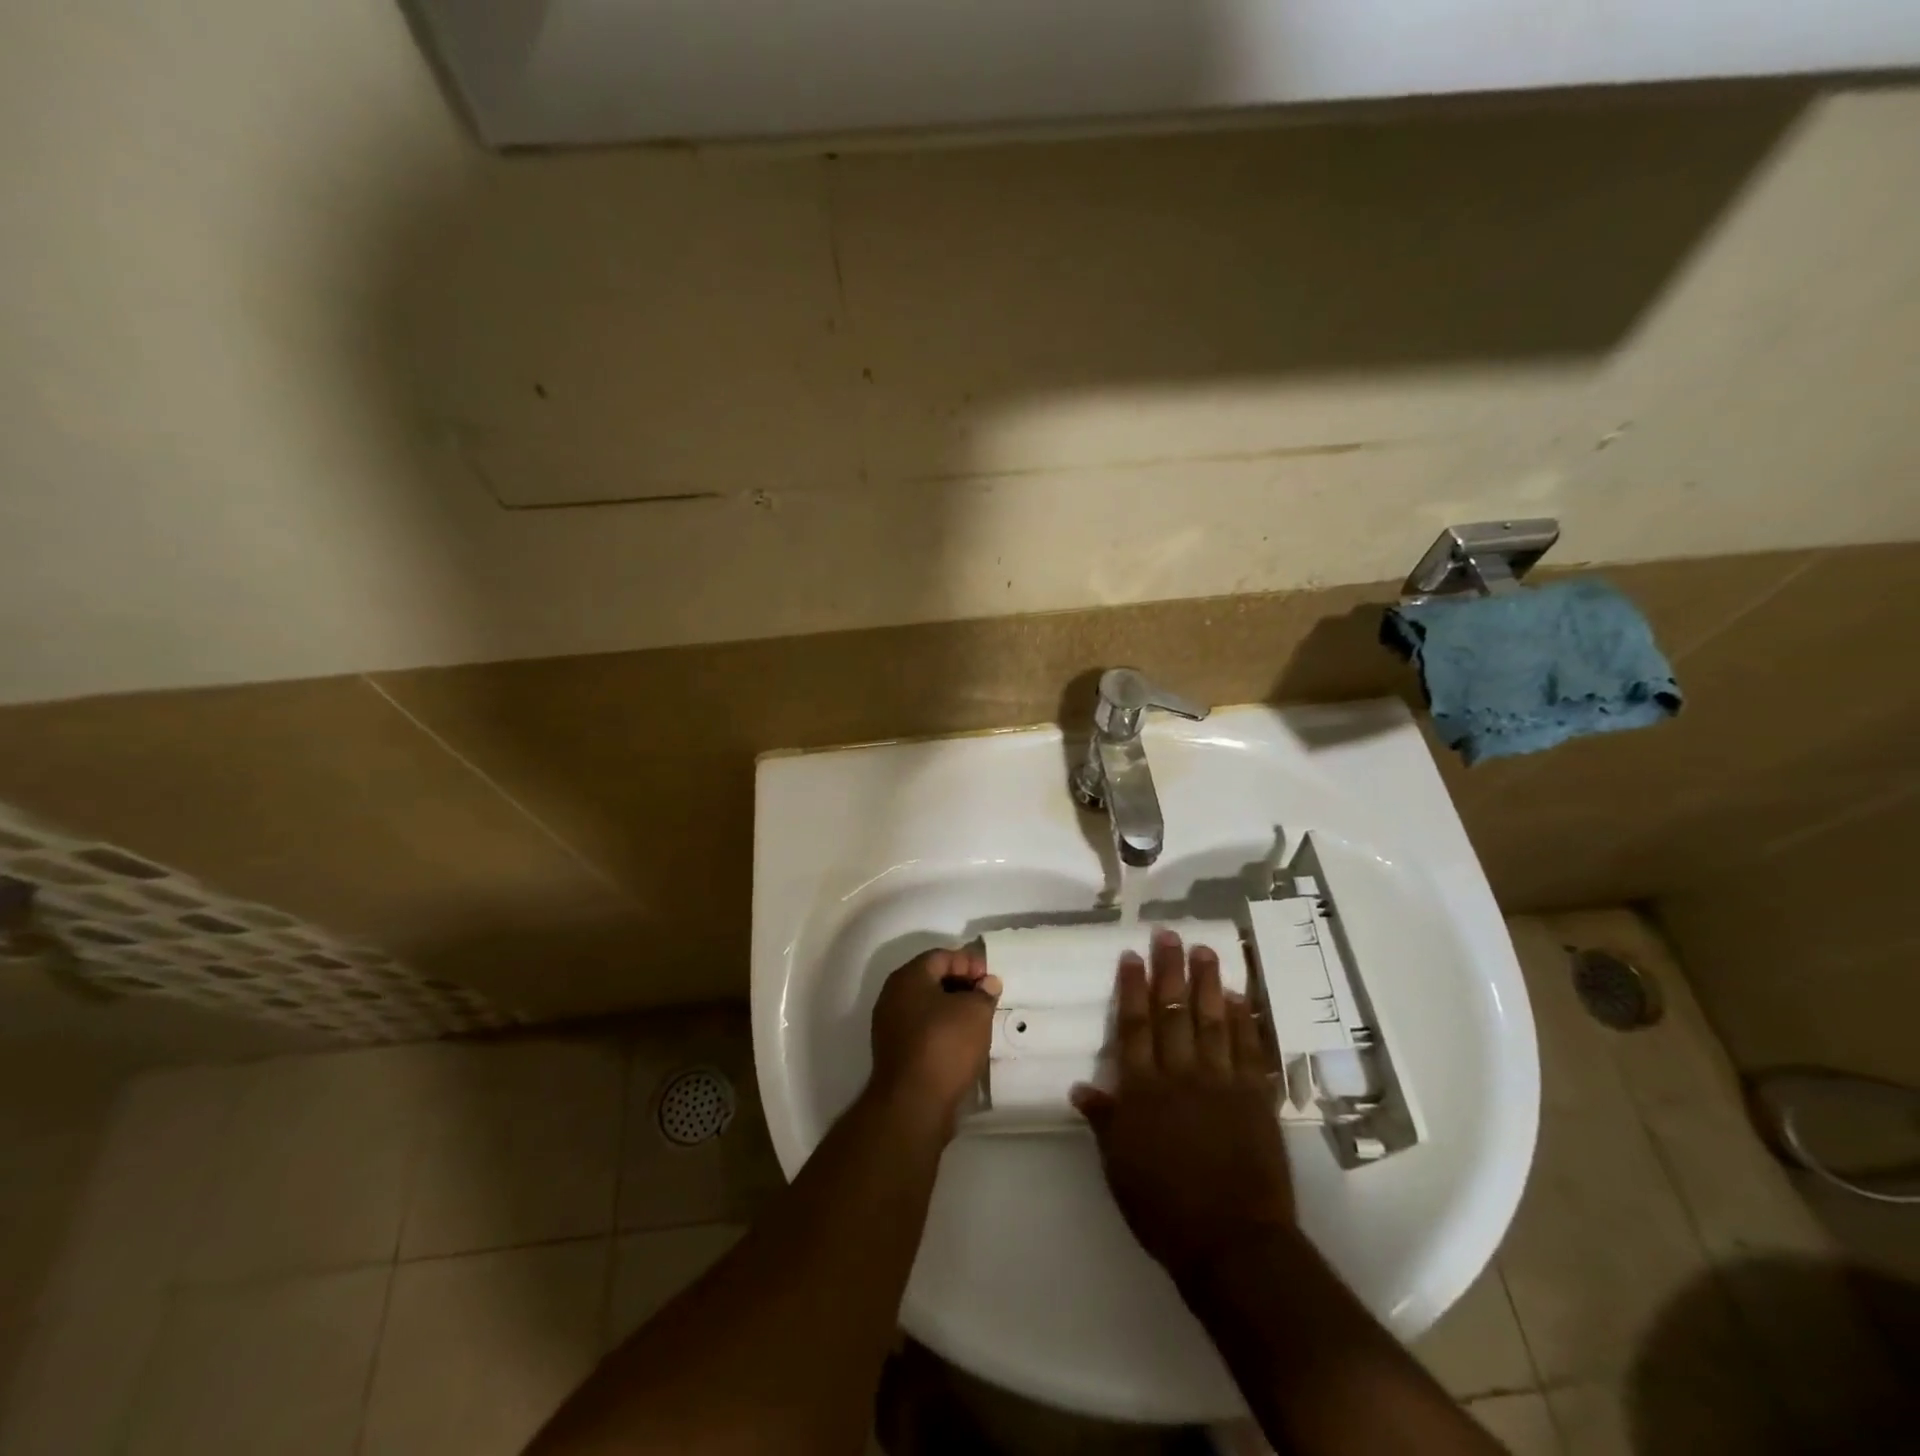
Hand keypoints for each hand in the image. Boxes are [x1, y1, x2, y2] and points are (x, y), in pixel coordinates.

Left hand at [869, 947, 1001, 1129]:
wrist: (913, 1104)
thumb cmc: (944, 1046)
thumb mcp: (975, 1012)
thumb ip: (984, 992)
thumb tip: (987, 983)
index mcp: (908, 978)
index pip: (941, 956)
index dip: (969, 962)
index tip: (992, 979)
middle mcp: (893, 996)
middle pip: (932, 979)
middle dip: (962, 984)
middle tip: (988, 997)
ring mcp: (890, 1026)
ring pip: (927, 1006)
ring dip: (953, 1009)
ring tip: (979, 1020)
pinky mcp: (895, 1052)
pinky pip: (923, 1029)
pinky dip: (943, 1029)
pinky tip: (963, 1042)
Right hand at [1072, 928, 1294, 1280]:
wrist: (1233, 1244)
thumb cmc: (1164, 1208)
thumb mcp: (1119, 1167)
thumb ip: (1104, 1121)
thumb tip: (1082, 1086)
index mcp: (1142, 1090)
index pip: (1134, 1027)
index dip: (1132, 989)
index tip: (1132, 956)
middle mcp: (1180, 1075)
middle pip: (1174, 1013)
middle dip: (1170, 971)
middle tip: (1169, 935)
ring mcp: (1222, 1083)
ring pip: (1213, 1021)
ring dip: (1208, 983)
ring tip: (1205, 950)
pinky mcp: (1255, 1098)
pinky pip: (1249, 1050)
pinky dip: (1244, 1022)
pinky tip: (1240, 998)